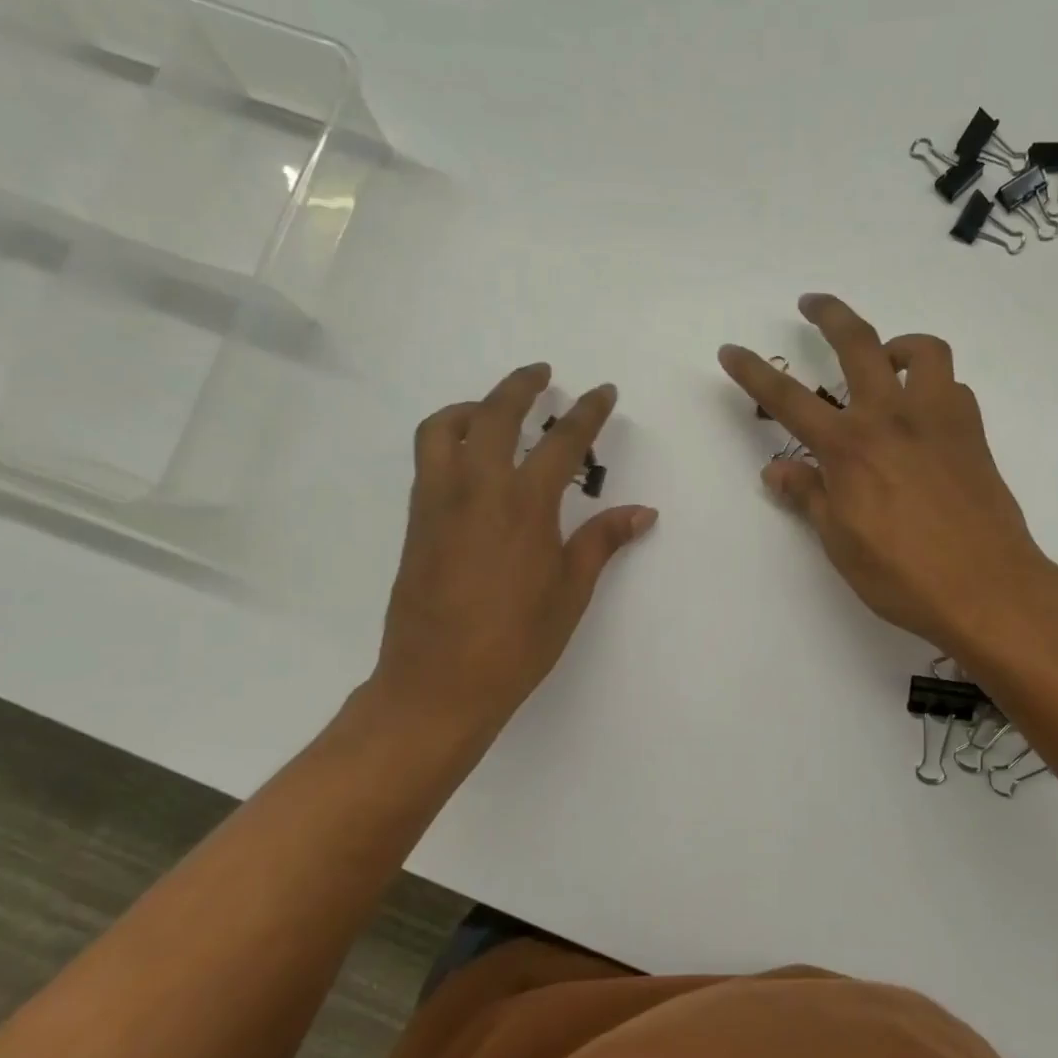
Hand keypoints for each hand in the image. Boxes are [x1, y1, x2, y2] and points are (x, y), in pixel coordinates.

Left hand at [361, 365, 656, 741]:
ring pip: (443, 428)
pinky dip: (448, 438)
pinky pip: (428, 459)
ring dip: (472, 405)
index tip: (603, 392)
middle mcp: (476, 489)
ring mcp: (437, 502)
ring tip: (493, 409)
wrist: (438, 683)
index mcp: (524, 504)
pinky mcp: (416, 521)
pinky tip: (470, 460)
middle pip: (494, 414)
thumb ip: (603, 541)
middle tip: (542, 374)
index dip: (587, 413)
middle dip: (521, 386)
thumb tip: (642, 512)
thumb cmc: (517, 641)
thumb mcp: (571, 591)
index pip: (562, 441)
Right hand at [718, 295, 1057, 657]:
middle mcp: (892, 418)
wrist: (986, 588)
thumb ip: (809, 497)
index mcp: (849, 448)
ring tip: (886, 361)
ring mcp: (939, 420)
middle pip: (858, 344)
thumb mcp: (840, 542)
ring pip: (922, 350)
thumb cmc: (903, 575)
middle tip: (812, 303)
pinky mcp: (973, 434)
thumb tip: (777, 471)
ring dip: (898, 344)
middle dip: (829, 314)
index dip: (754, 372)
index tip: (731, 350)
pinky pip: (953, 388)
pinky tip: (924, 415)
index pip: (788, 399)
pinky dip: (934, 387)